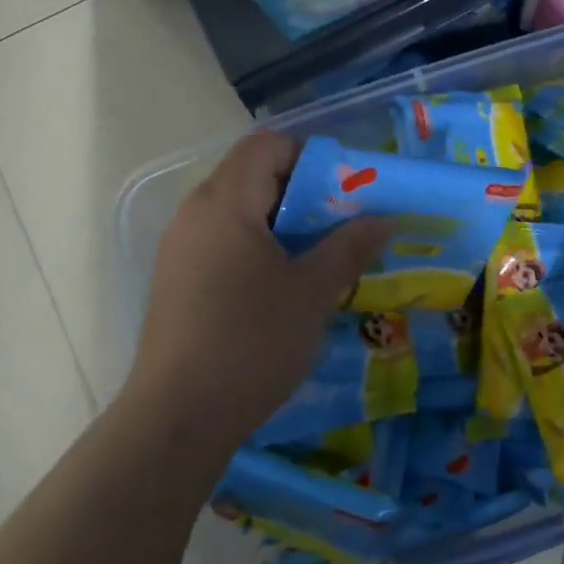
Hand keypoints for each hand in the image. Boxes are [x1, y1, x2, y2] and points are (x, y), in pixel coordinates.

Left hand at [124, 132, 392, 454]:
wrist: (178, 417)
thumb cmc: (251, 341)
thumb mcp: (312, 291)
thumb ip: (350, 246)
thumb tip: (385, 218)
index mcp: (224, 202)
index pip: (266, 145)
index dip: (309, 156)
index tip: (345, 190)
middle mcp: (195, 213)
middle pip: (252, 175)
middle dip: (303, 192)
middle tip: (342, 225)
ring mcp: (181, 249)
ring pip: (239, 212)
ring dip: (283, 223)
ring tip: (319, 257)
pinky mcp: (177, 281)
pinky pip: (224, 242)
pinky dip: (259, 247)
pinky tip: (283, 286)